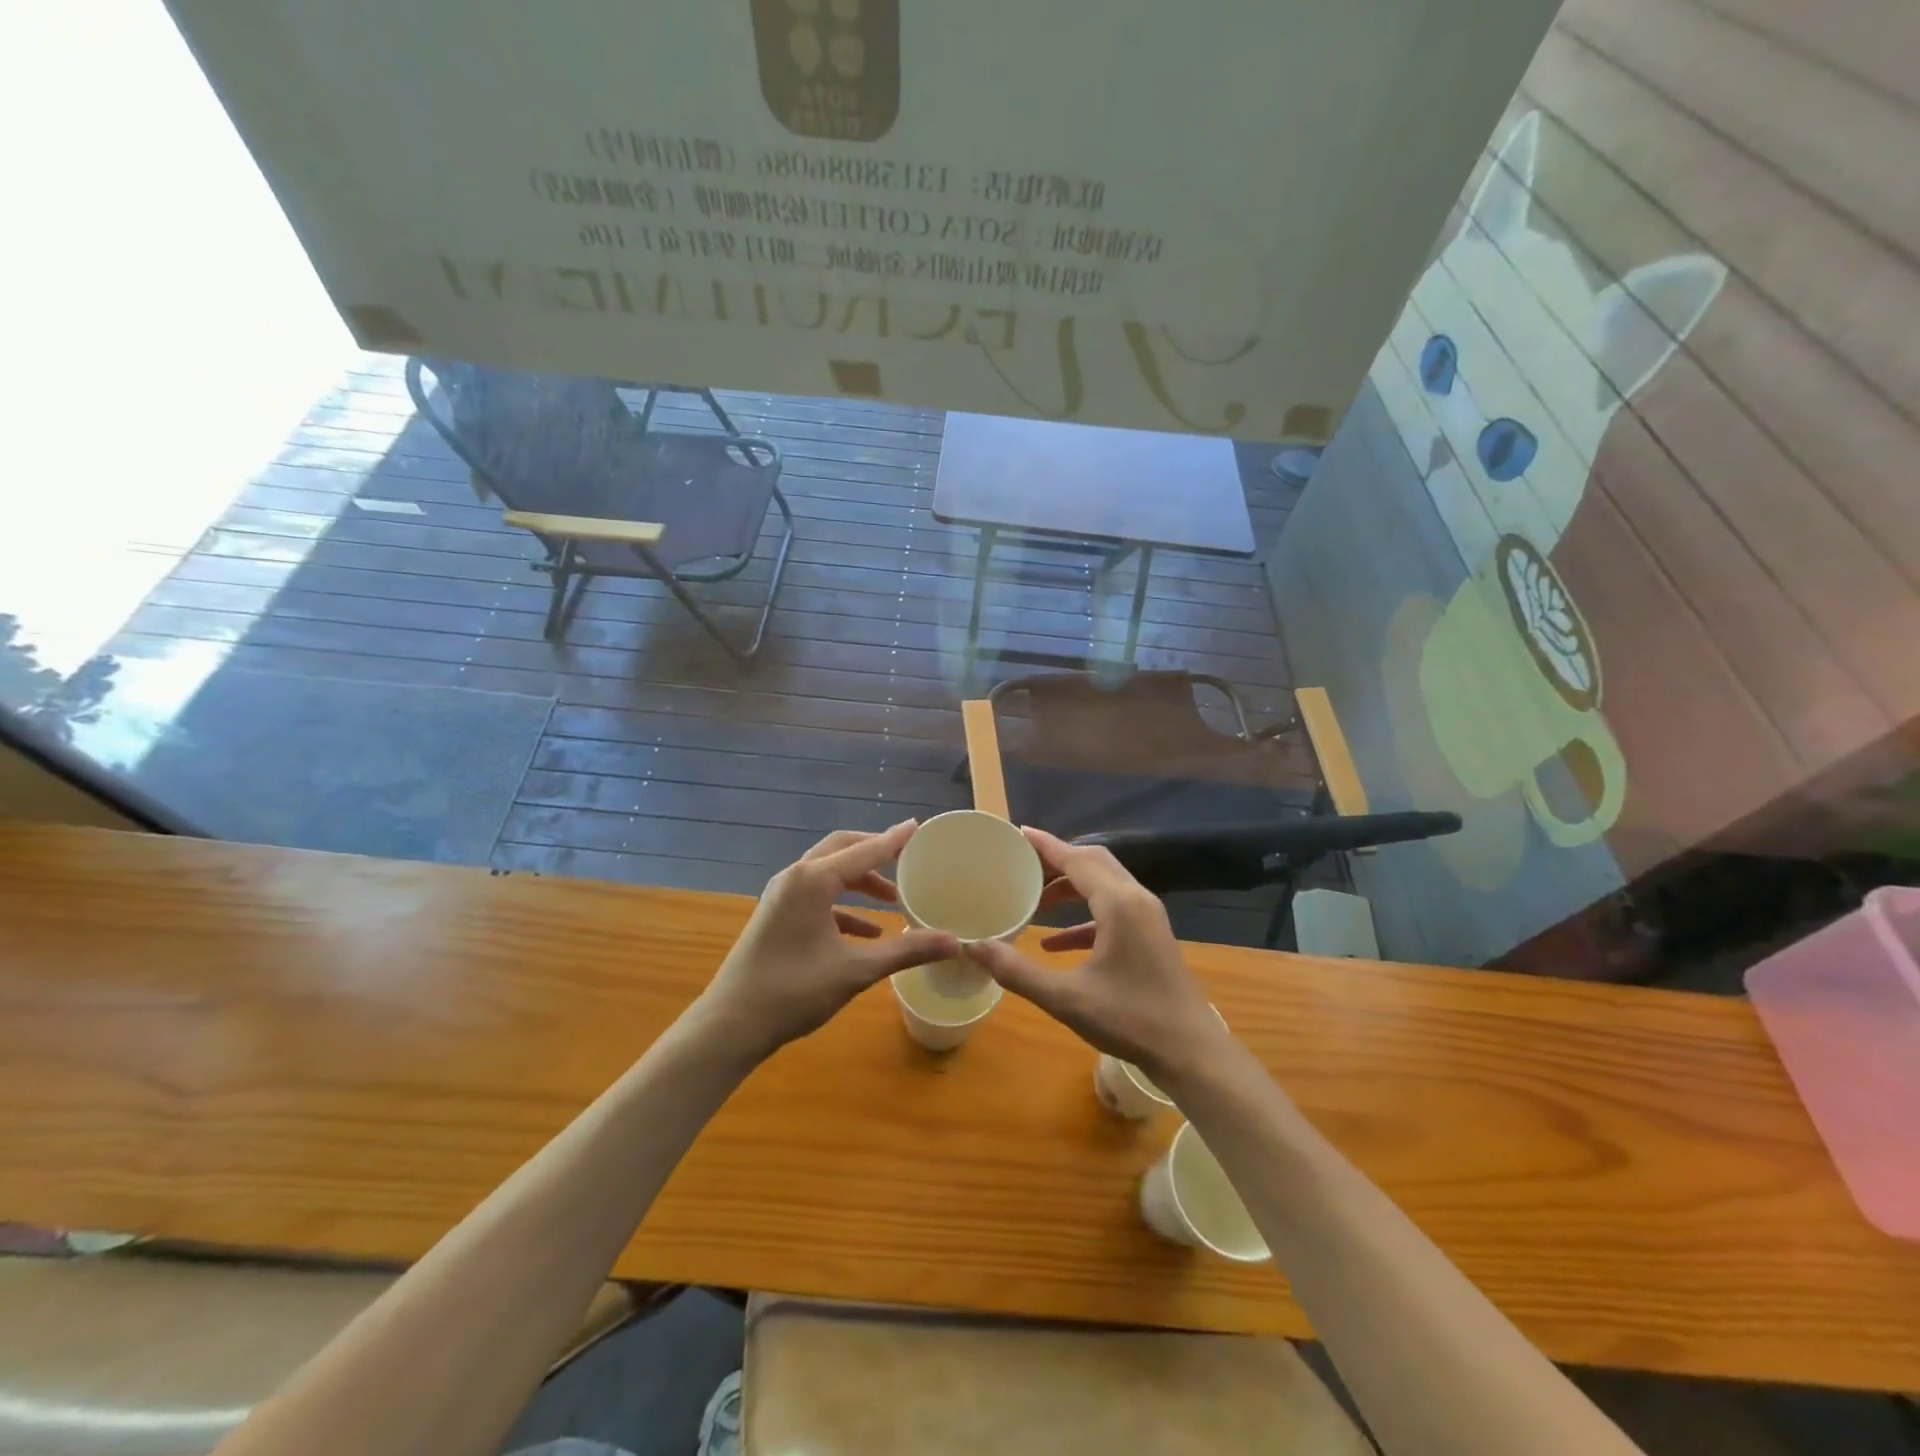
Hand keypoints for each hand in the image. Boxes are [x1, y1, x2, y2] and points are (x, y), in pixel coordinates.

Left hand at [696, 822, 958, 1061]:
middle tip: (906, 858)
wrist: (731, 1024)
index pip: (864, 851)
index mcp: (813, 881)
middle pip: (842, 849)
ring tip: (892, 899)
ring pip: (828, 873)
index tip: (917, 827)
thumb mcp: (855, 970)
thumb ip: (906, 951)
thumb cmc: (794, 991)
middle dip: (874, 852)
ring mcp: (781, 895)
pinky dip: (843, 906)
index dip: (894, 840)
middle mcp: (795, 877)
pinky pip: (816, 897)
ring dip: (860, 881)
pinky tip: (867, 932)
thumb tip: (955, 942)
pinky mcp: (776, 915)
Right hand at [964, 827, 1229, 1083]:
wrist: (1191, 1052)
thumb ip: (1017, 971)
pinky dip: (1083, 917)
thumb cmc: (1130, 1020)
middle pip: (1092, 862)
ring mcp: (1147, 917)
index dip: (1045, 845)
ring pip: (1104, 884)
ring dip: (1069, 887)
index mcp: (1118, 903)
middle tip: (1021, 865)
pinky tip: (1054, 944)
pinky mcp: (1150, 936)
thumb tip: (974, 948)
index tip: (1017, 834)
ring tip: (1034, 901)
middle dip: (1056, 861)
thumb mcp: (1066, 998)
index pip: (1076, 858)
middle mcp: (1135, 899)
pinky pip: (1112, 911)